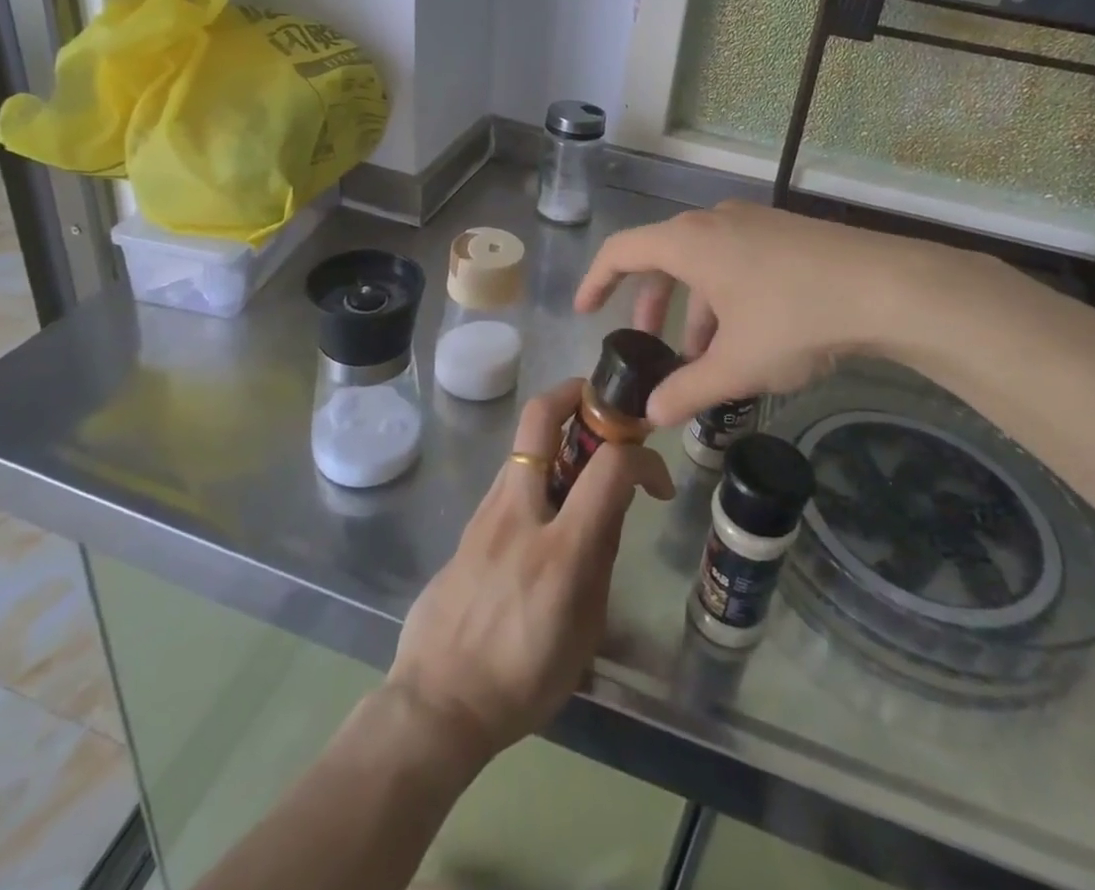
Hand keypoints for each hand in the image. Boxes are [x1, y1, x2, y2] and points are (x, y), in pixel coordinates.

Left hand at [385, 379, 673, 760]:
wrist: (438, 703)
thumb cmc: (524, 680)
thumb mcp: (585, 628)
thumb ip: (601, 556)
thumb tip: (614, 504)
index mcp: (560, 549)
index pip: (610, 467)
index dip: (643, 458)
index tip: (657, 481)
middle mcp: (520, 512)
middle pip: (540, 417)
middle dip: (576, 392)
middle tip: (602, 405)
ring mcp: (486, 512)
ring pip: (522, 444)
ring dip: (557, 436)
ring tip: (582, 466)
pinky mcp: (468, 524)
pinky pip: (508, 479)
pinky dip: (536, 473)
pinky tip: (547, 510)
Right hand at [575, 200, 982, 425]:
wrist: (887, 287)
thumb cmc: (793, 319)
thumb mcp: (735, 364)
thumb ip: (686, 390)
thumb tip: (651, 415)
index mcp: (689, 241)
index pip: (621, 250)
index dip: (596, 280)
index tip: (585, 311)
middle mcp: (714, 221)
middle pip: (664, 256)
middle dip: (651, 303)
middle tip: (650, 343)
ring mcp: (754, 223)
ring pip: (704, 263)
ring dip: (694, 307)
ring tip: (705, 356)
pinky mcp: (786, 233)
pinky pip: (736, 260)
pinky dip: (725, 296)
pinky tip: (748, 336)